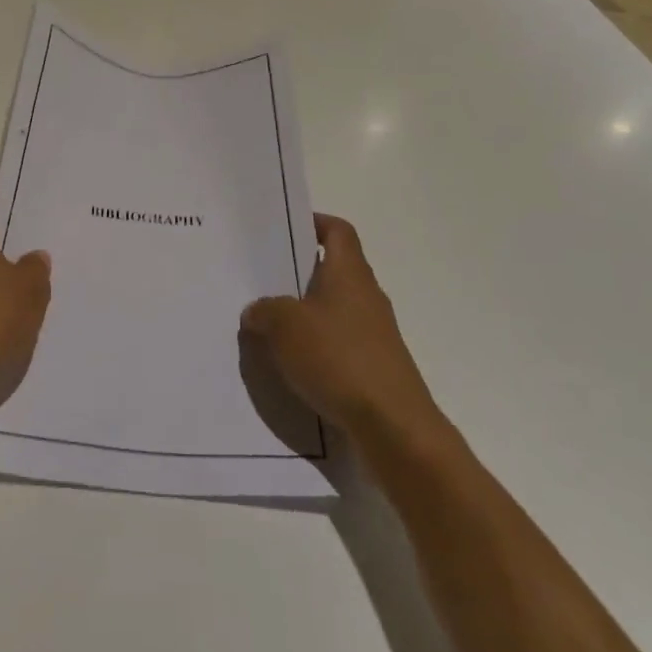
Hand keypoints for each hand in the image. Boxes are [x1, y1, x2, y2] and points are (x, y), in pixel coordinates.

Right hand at [240, 215, 445, 445]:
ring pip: (334, 310)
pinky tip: (292, 364)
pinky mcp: (375, 367)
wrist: (395, 428)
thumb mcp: (285, 327)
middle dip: (299, 274)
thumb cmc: (339, 359)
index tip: (285, 230)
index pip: (338, 231)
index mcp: (349, 273)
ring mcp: (375, 334)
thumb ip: (265, 311)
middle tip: (262, 278)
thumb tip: (257, 311)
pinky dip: (317, 347)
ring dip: (305, 314)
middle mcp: (366, 296)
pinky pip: (339, 344)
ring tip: (269, 325)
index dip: (314, 223)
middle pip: (333, 270)